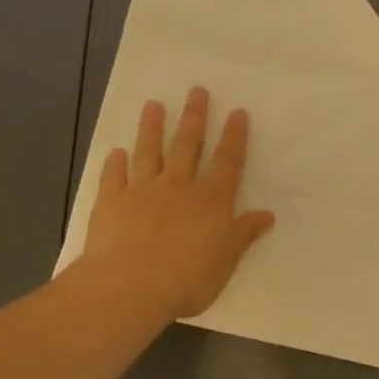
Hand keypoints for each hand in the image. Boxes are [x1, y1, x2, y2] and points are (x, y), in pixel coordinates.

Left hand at [76, 87, 276, 321]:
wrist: (129, 287)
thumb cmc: (187, 279)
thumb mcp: (226, 261)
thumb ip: (243, 234)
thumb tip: (267, 214)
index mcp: (211, 201)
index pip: (227, 162)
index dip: (234, 137)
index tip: (237, 112)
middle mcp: (178, 187)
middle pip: (188, 146)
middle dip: (194, 117)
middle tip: (196, 90)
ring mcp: (141, 192)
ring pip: (149, 152)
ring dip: (152, 128)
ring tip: (154, 105)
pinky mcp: (111, 203)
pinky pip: (114, 177)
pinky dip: (115, 163)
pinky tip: (116, 152)